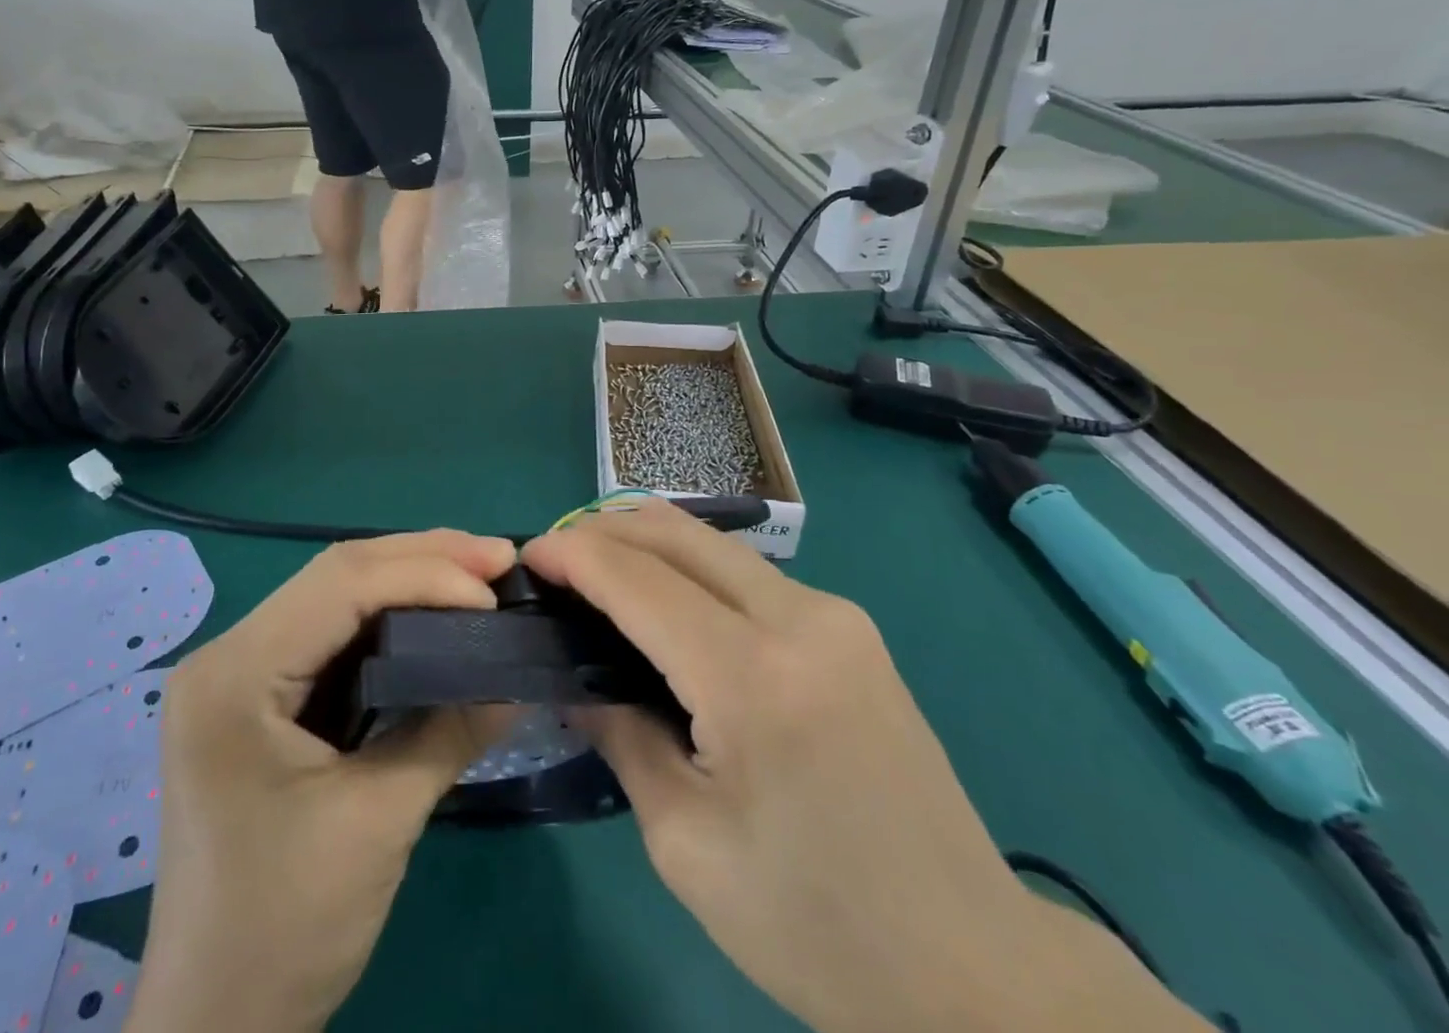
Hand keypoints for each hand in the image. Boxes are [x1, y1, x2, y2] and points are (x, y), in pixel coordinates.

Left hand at [131, 532, 516, 1032]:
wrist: (215, 1028)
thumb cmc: (285, 929)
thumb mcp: (379, 822)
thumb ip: (450, 731)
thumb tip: (520, 676)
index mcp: (235, 674)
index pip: (341, 587)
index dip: (424, 575)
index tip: (493, 593)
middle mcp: (228, 654)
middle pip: (337, 575)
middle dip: (423, 558)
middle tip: (497, 558)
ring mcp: (239, 673)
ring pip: (337, 596)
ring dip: (410, 579)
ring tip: (478, 574)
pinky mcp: (259, 697)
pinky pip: (332, 634)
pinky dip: (389, 618)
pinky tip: (434, 614)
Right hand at [523, 499, 1207, 1032]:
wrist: (973, 969)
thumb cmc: (815, 924)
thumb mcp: (687, 844)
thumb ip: (622, 735)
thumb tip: (576, 678)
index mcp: (754, 678)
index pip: (639, 579)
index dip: (574, 554)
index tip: (527, 555)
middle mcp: (801, 619)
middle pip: (678, 533)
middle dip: (605, 530)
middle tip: (556, 559)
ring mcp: (836, 615)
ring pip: (714, 542)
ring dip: (647, 541)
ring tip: (599, 574)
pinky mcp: (851, 627)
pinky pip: (747, 571)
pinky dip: (690, 567)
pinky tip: (665, 601)